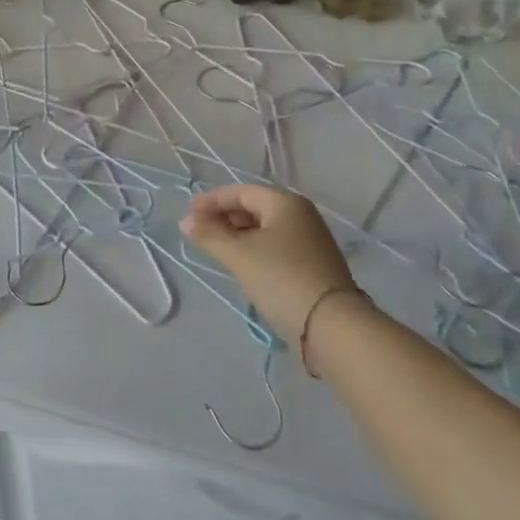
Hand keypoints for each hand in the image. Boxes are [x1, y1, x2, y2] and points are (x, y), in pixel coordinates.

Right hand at [180, 184, 364, 344]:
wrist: (334, 327)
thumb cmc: (282, 279)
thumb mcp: (239, 256)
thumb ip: (210, 235)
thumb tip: (186, 221)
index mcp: (285, 203)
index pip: (240, 192)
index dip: (211, 201)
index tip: (188, 215)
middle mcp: (301, 215)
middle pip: (254, 208)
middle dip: (224, 218)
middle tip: (199, 233)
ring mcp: (311, 241)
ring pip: (265, 229)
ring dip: (238, 235)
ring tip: (216, 249)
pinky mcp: (314, 265)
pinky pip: (276, 247)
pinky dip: (254, 250)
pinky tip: (242, 265)